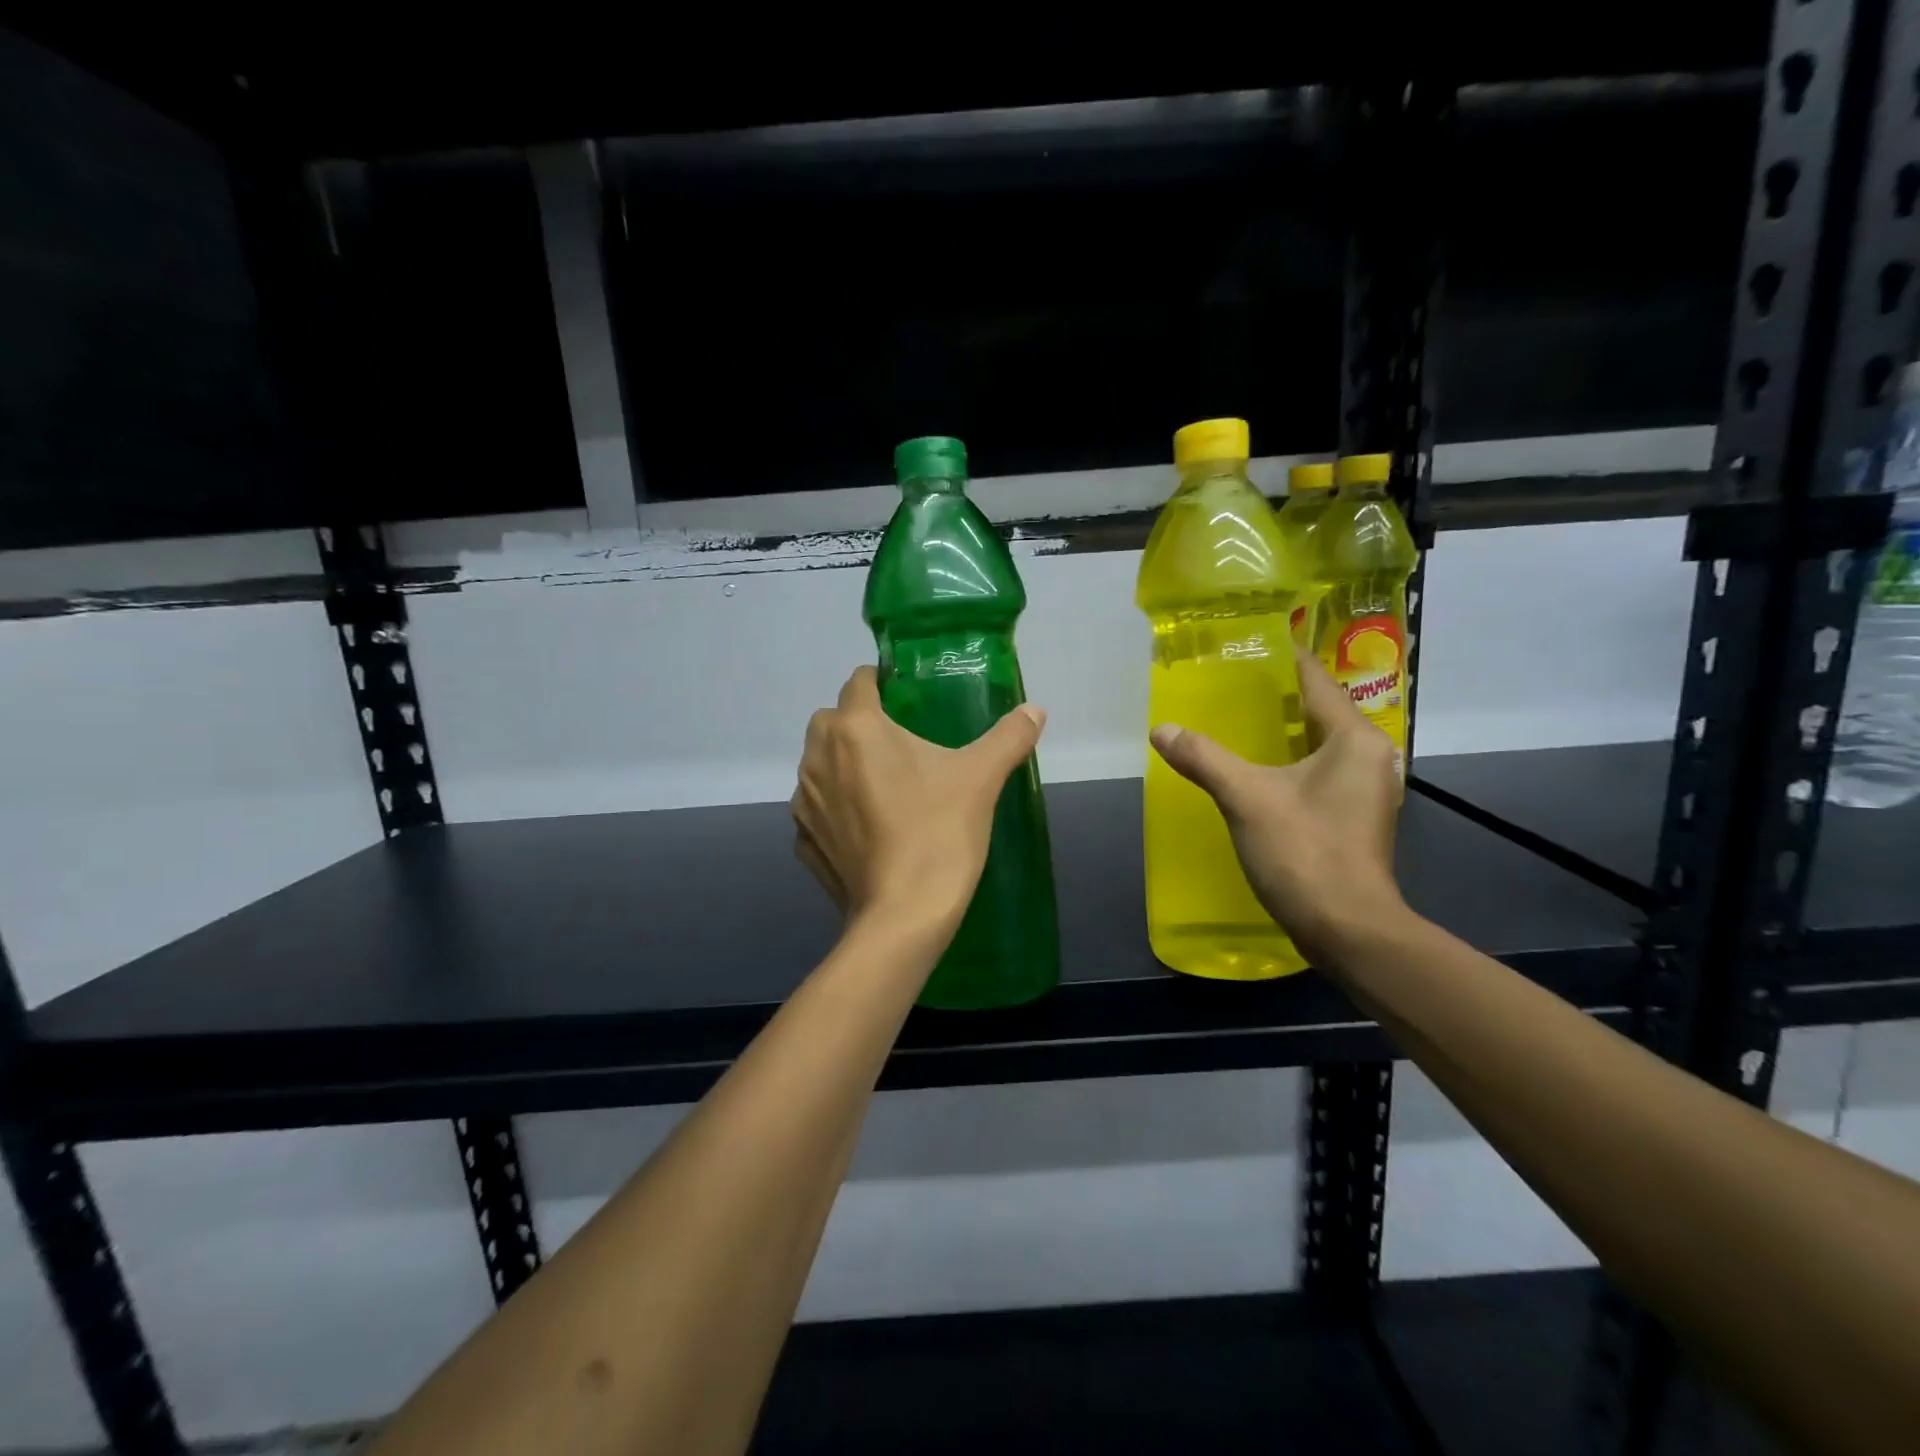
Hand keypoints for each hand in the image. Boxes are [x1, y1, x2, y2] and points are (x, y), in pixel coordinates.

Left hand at [793, 667, 1046, 935]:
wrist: (904, 915)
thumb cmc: (939, 832)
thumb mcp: (981, 778)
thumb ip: (1008, 737)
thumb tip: (1036, 710)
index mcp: (855, 729)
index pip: (858, 682)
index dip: (880, 682)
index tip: (906, 697)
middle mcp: (818, 757)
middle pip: (831, 720)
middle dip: (857, 722)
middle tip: (899, 742)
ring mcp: (805, 802)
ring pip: (819, 764)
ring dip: (842, 763)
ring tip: (883, 785)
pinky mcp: (804, 841)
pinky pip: (817, 809)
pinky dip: (835, 808)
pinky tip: (867, 828)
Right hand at [1150, 647, 1404, 966]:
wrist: (1348, 929)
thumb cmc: (1305, 852)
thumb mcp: (1246, 798)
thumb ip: (1204, 758)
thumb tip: (1161, 730)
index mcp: (1354, 739)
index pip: (1317, 681)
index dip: (1286, 658)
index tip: (1254, 640)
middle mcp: (1370, 756)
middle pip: (1321, 710)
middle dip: (1279, 695)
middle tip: (1232, 680)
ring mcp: (1366, 790)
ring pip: (1321, 744)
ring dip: (1285, 730)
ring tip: (1240, 717)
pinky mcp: (1354, 817)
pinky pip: (1320, 771)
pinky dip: (1291, 760)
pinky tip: (1259, 767)